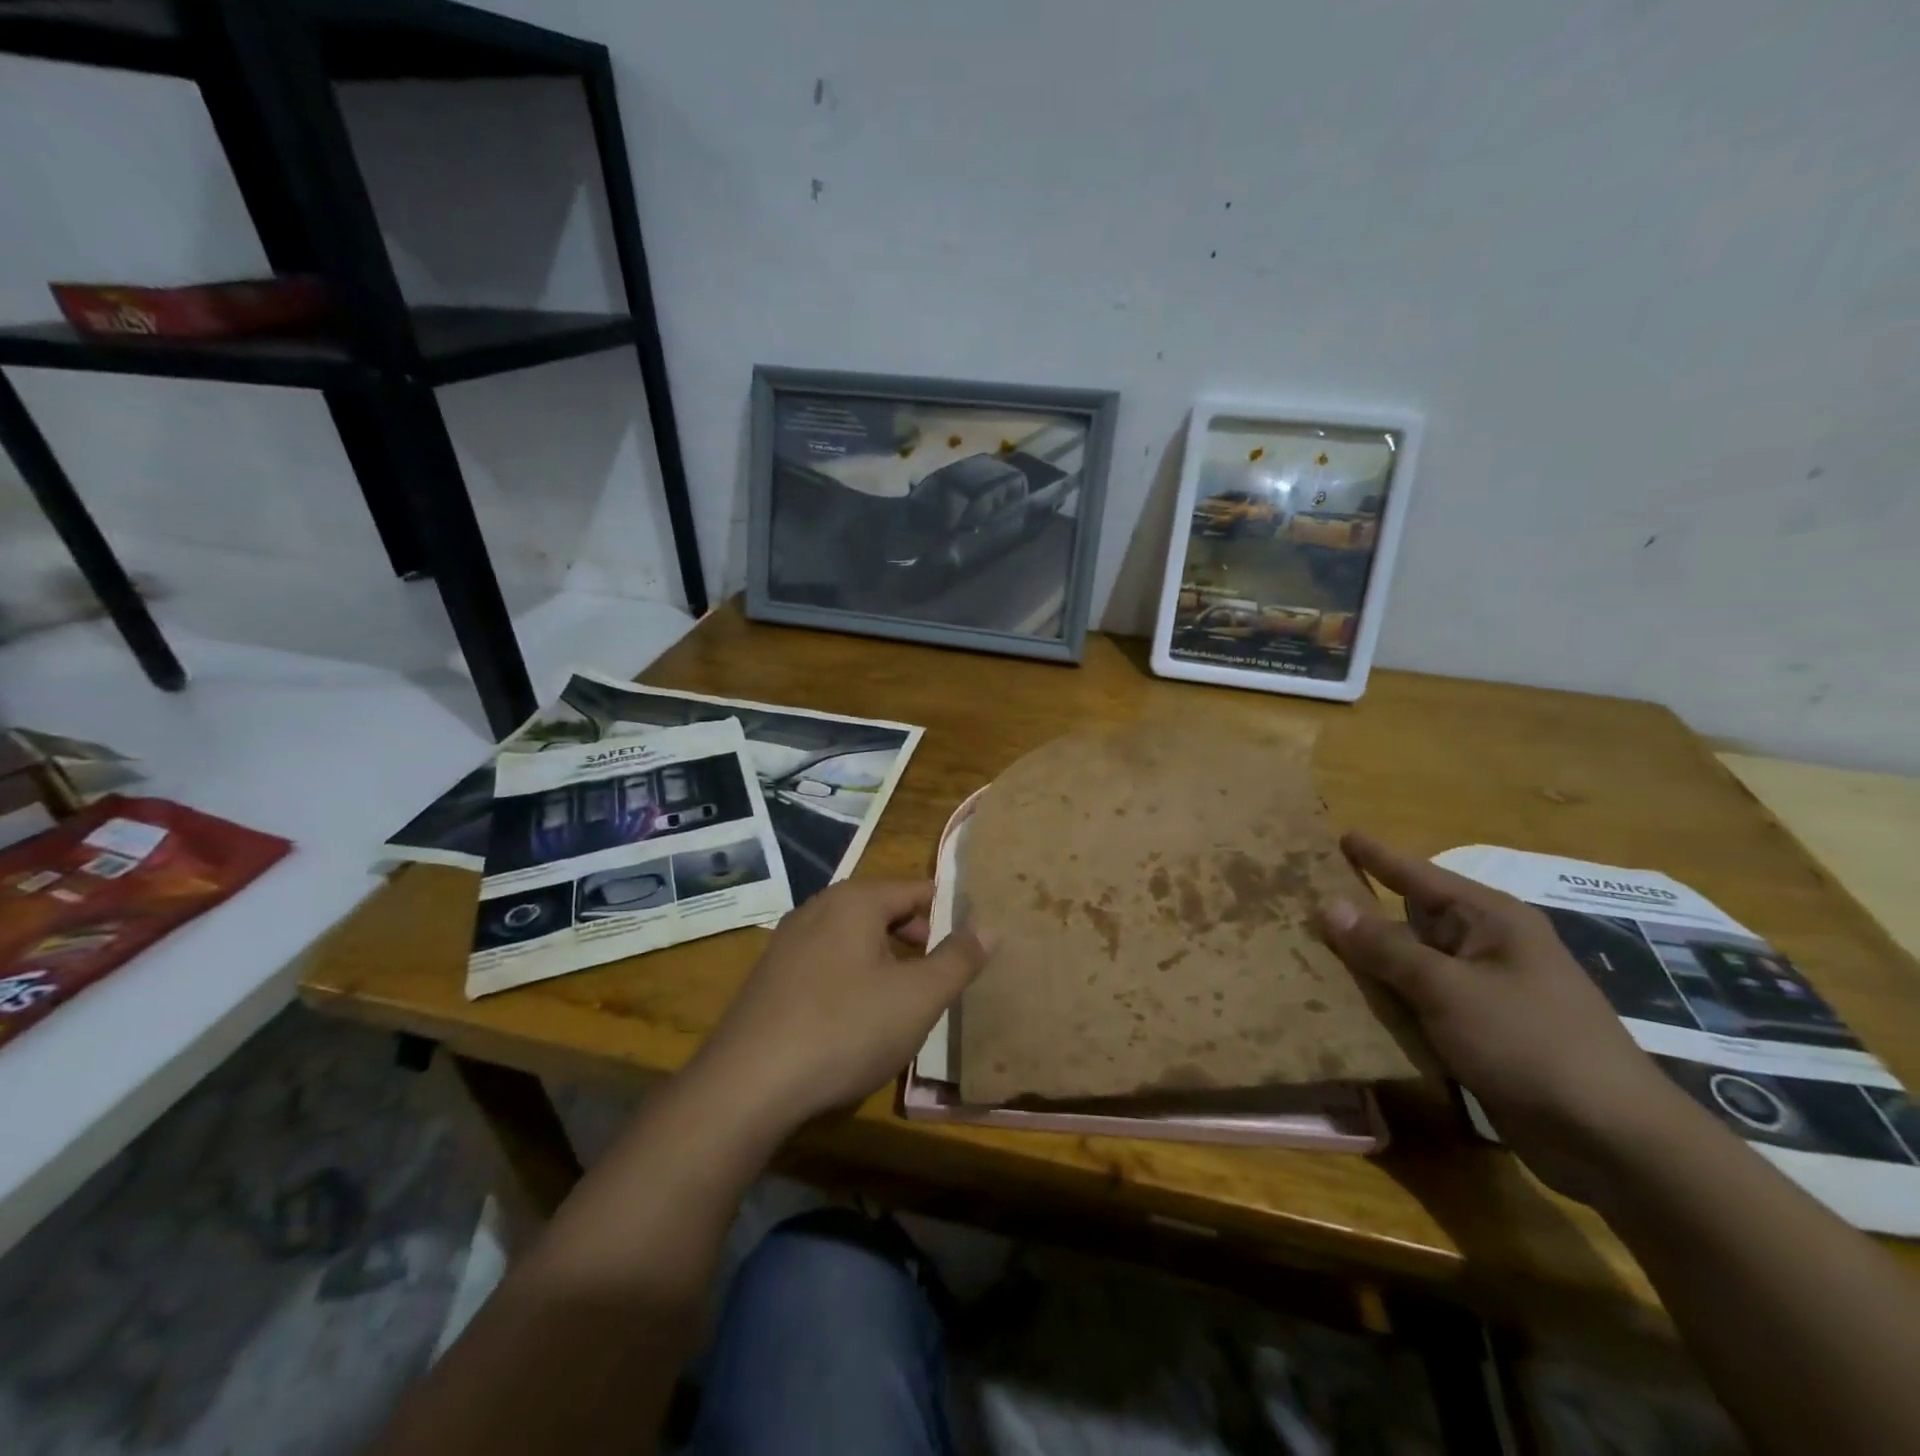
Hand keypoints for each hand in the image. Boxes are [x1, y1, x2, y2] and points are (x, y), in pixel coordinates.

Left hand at [696, 879, 991, 1135]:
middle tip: (942, 972)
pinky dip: (851, 977)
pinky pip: (825, 963)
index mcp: (855, 901)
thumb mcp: (918, 997)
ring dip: (884, 959)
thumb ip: (958, 959)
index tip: (970, 937)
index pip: (916, 889)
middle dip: (916, 936)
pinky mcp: (769, 978)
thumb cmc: (844, 1029)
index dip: (948, 911)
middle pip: (882, 910)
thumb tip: (990, 925)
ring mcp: (787, 942)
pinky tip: (855, 1018)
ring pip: (852, 938)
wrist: (746, 1085)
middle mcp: (818, 908)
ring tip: (904, 997)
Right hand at [1318, 832, 1685, 1201]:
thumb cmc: (1530, 1043)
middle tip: (1307, 900)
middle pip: (1412, 919)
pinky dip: (1389, 1000)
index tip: (1341, 835)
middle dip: (1363, 913)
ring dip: (1371, 962)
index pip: (1419, 876)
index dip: (1378, 857)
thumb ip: (1385, 947)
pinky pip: (1422, 1003)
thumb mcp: (1447, 989)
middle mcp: (1488, 948)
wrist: (1612, 1140)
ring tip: (1312, 949)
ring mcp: (1486, 993)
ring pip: (1413, 964)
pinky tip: (1348, 1002)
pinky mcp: (1482, 1033)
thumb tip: (1329, 905)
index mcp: (1490, 921)